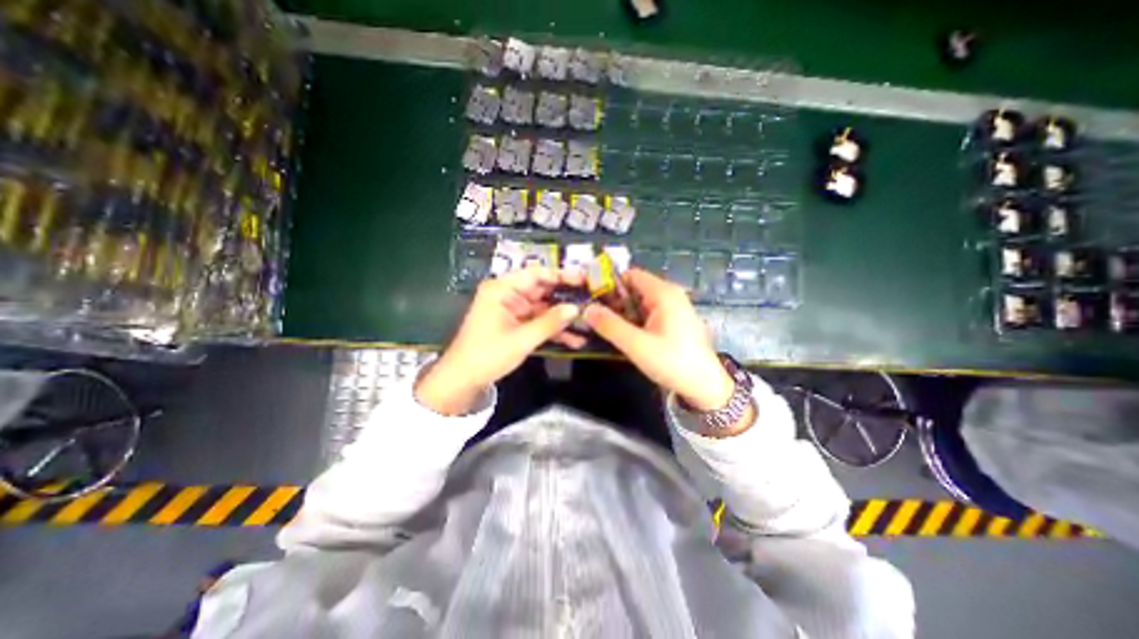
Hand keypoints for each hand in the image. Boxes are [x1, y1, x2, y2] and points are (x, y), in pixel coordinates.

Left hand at [414, 268, 582, 412]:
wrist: (463, 380)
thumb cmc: (487, 355)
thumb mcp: (522, 339)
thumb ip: (550, 323)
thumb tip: (576, 308)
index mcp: (502, 289)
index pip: (535, 274)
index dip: (560, 275)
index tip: (584, 279)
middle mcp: (508, 295)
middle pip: (542, 290)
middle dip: (566, 297)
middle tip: (592, 299)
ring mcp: (513, 310)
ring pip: (544, 308)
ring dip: (563, 317)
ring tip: (589, 321)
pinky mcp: (516, 324)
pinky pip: (539, 322)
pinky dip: (554, 330)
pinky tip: (575, 339)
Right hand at [583, 269, 733, 414]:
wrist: (705, 387)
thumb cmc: (673, 363)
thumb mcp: (637, 345)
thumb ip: (610, 326)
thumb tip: (586, 309)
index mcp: (664, 293)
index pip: (631, 275)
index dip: (610, 283)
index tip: (591, 298)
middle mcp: (669, 295)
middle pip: (634, 288)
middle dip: (613, 301)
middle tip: (593, 317)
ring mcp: (672, 309)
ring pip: (639, 303)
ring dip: (622, 313)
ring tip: (602, 327)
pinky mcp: (672, 322)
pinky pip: (647, 314)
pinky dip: (633, 321)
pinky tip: (622, 334)